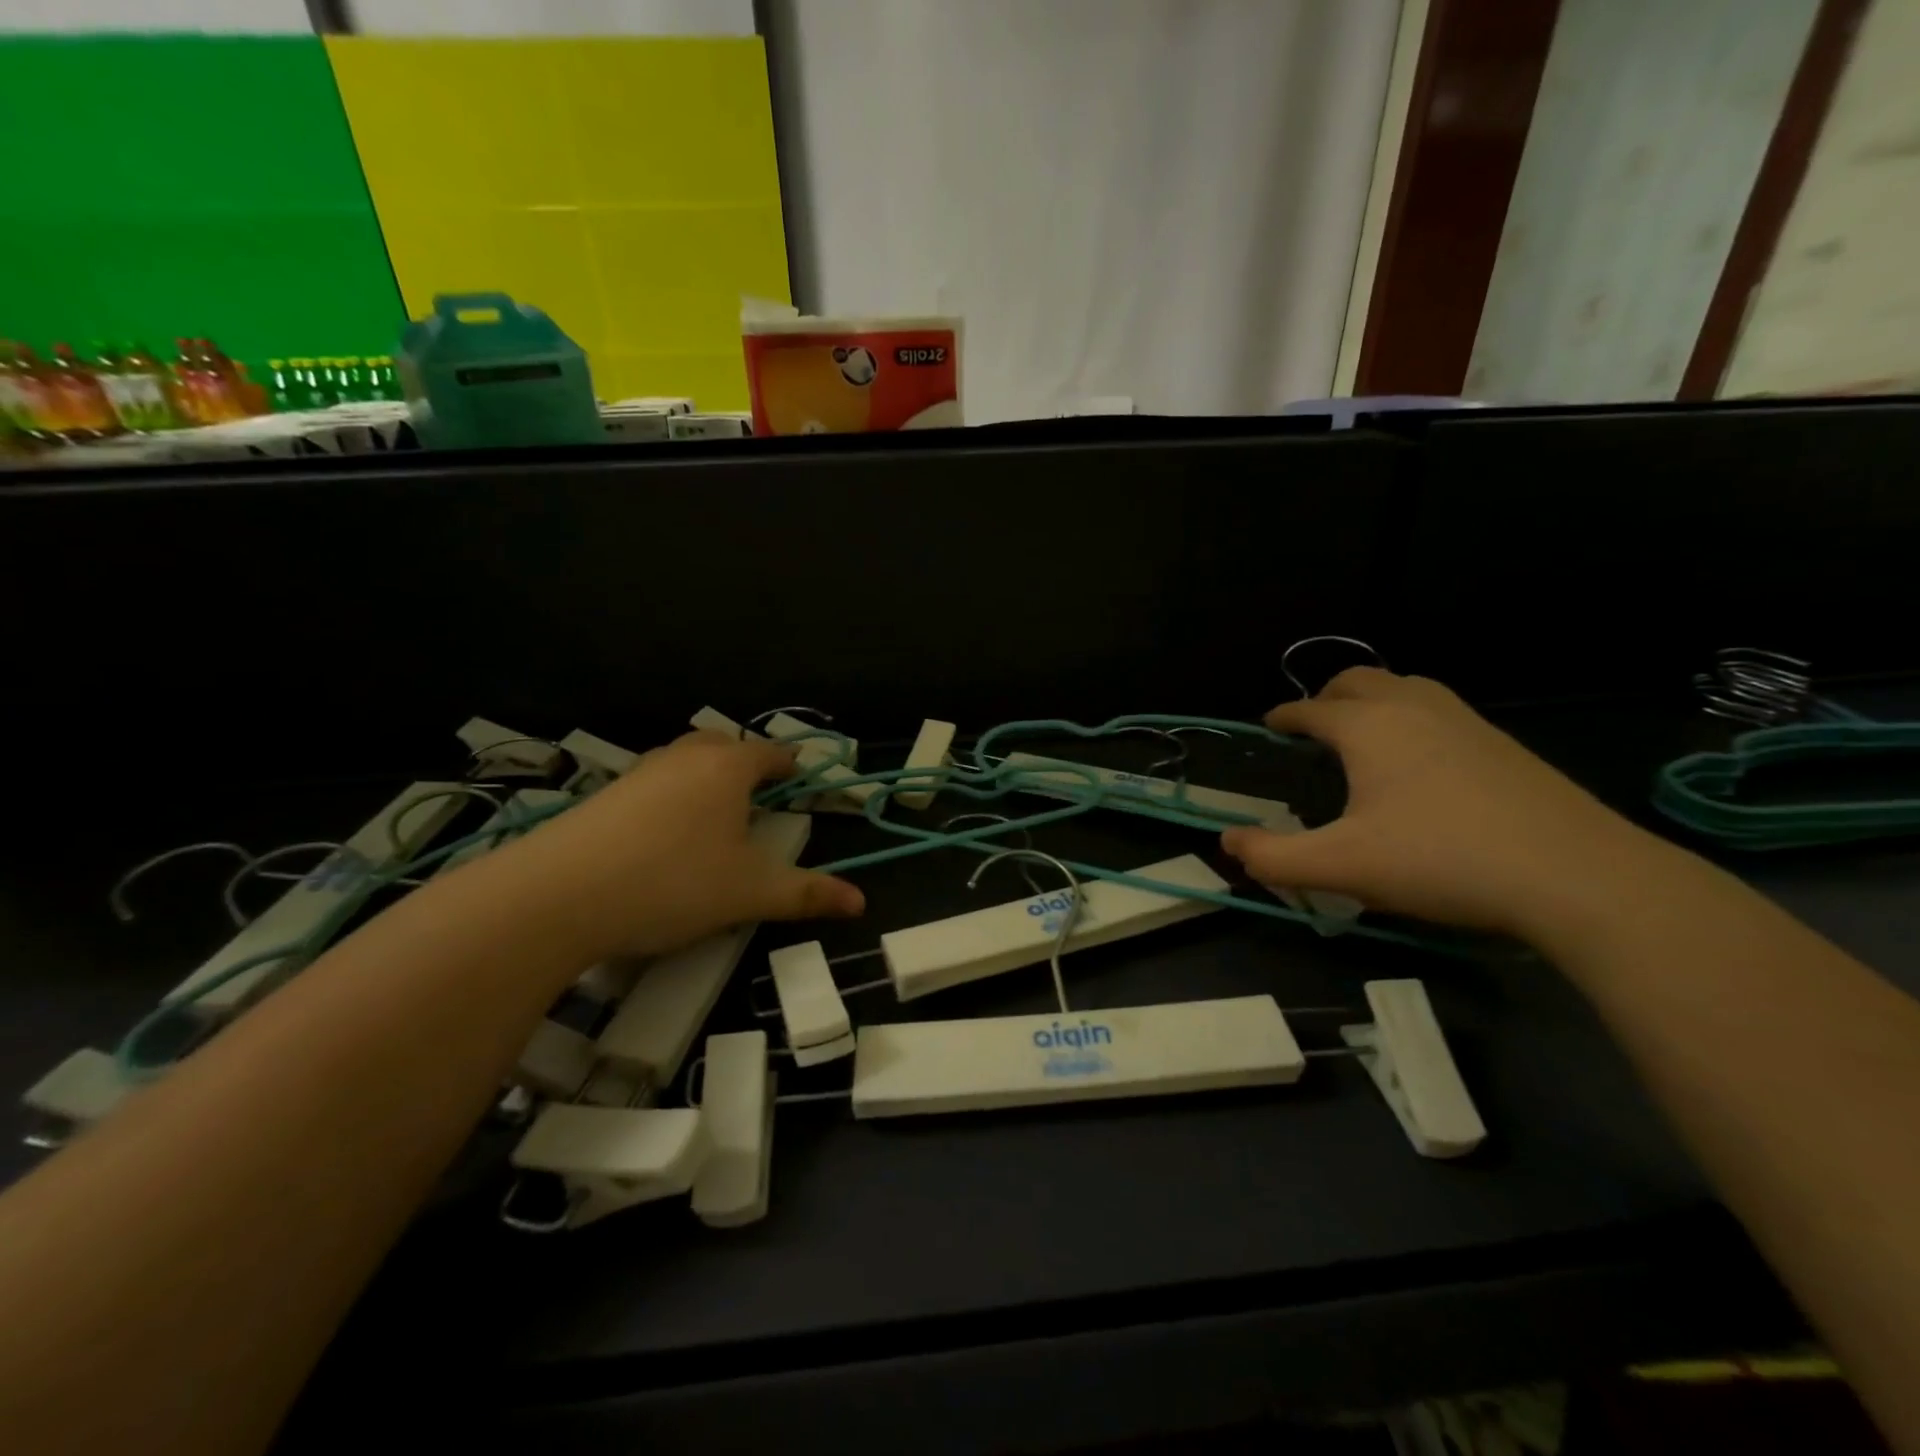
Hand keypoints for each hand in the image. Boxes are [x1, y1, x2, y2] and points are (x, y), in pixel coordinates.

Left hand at [499, 731, 864, 960]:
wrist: (556, 895)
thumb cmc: (673, 881)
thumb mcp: (750, 893)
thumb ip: (807, 894)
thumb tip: (861, 901)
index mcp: (727, 767)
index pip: (770, 753)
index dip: (791, 765)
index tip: (803, 778)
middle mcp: (684, 757)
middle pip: (723, 744)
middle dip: (745, 762)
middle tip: (759, 792)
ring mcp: (638, 773)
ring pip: (683, 761)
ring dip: (704, 777)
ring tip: (714, 815)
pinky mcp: (603, 797)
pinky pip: (652, 784)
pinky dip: (670, 798)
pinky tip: (664, 837)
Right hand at [1220, 668, 1653, 937]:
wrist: (1575, 875)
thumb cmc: (1440, 861)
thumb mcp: (1341, 867)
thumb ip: (1273, 857)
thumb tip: (1228, 842)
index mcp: (1367, 727)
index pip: (1310, 709)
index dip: (1283, 717)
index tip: (1269, 727)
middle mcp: (1412, 707)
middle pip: (1358, 679)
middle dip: (1326, 697)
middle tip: (1312, 727)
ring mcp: (1465, 720)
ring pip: (1405, 687)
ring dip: (1373, 700)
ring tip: (1362, 735)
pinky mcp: (1503, 744)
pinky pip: (1439, 709)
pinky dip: (1411, 716)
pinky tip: (1420, 760)